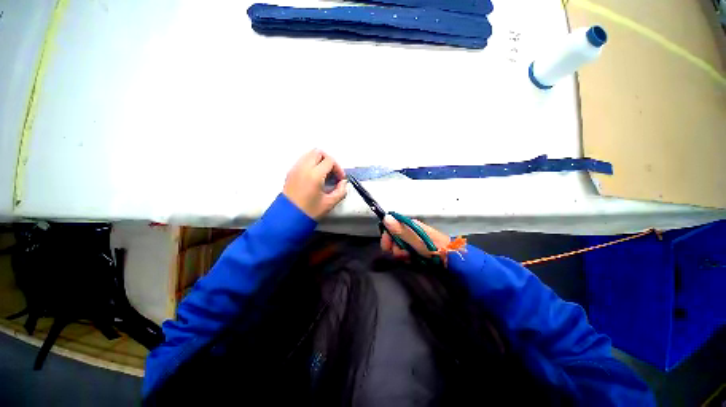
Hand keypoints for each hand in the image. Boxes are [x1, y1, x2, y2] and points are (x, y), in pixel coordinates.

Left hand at [283, 149, 346, 219]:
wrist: (288, 218)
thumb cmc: (309, 212)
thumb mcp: (329, 204)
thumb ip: (340, 191)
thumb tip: (343, 183)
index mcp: (314, 175)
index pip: (330, 161)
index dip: (338, 168)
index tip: (340, 179)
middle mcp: (304, 167)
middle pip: (318, 152)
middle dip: (328, 160)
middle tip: (332, 173)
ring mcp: (295, 169)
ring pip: (309, 154)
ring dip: (318, 160)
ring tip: (322, 174)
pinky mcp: (290, 172)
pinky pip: (302, 161)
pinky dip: (309, 163)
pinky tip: (313, 177)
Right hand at [380, 215, 450, 260]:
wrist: (448, 257)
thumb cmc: (432, 246)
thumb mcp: (415, 238)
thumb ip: (399, 229)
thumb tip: (386, 217)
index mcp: (410, 225)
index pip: (391, 228)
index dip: (387, 237)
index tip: (387, 247)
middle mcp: (411, 232)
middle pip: (394, 240)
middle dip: (395, 248)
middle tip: (402, 254)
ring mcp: (414, 242)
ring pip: (399, 248)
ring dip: (401, 255)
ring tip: (409, 258)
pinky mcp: (418, 251)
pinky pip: (407, 254)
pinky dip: (407, 258)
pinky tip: (412, 260)